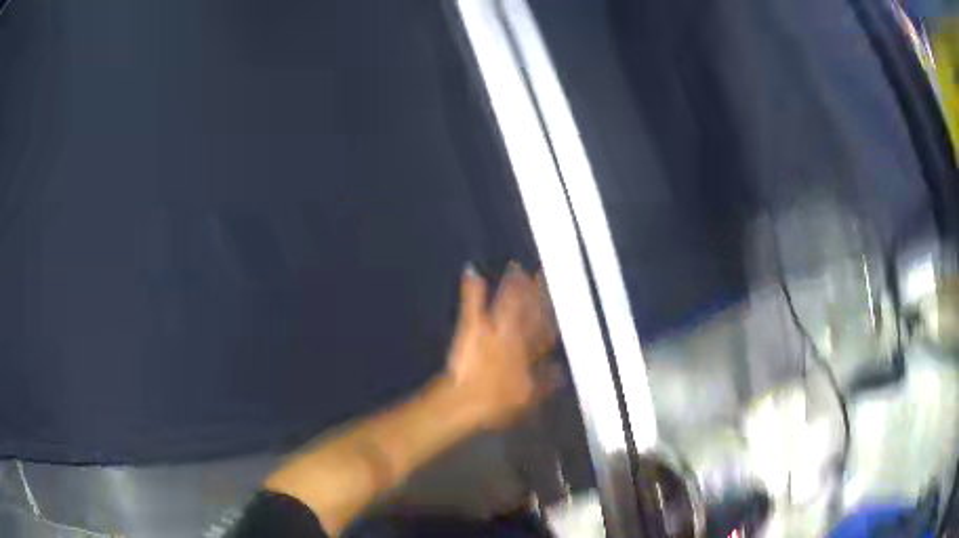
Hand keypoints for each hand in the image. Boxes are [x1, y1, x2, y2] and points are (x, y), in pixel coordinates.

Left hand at [445, 261, 558, 429]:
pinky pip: (473, 306)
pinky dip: (471, 289)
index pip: (544, 331)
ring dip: (514, 287)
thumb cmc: (497, 404)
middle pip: (530, 312)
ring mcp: (493, 330)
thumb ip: (546, 383)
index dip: (552, 316)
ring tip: (518, 268)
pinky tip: (471, 272)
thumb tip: (561, 372)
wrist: (468, 400)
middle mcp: (515, 338)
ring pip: (508, 304)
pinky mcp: (472, 328)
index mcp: (528, 354)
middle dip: (538, 294)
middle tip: (545, 274)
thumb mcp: (527, 399)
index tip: (560, 301)